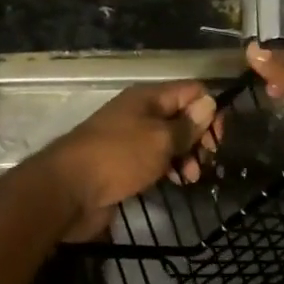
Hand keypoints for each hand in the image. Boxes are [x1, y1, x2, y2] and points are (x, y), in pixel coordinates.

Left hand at [41, 81, 218, 238]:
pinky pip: (156, 160)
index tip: (217, 139)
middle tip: (205, 161)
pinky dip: (169, 168)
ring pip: (170, 141)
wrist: (67, 192)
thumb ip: (188, 124)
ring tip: (190, 177)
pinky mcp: (124, 164)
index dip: (210, 110)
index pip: (191, 91)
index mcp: (148, 98)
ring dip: (186, 156)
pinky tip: (176, 183)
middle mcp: (140, 113)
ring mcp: (131, 139)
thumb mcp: (160, 139)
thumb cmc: (118, 158)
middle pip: (182, 116)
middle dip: (199, 137)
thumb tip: (210, 103)